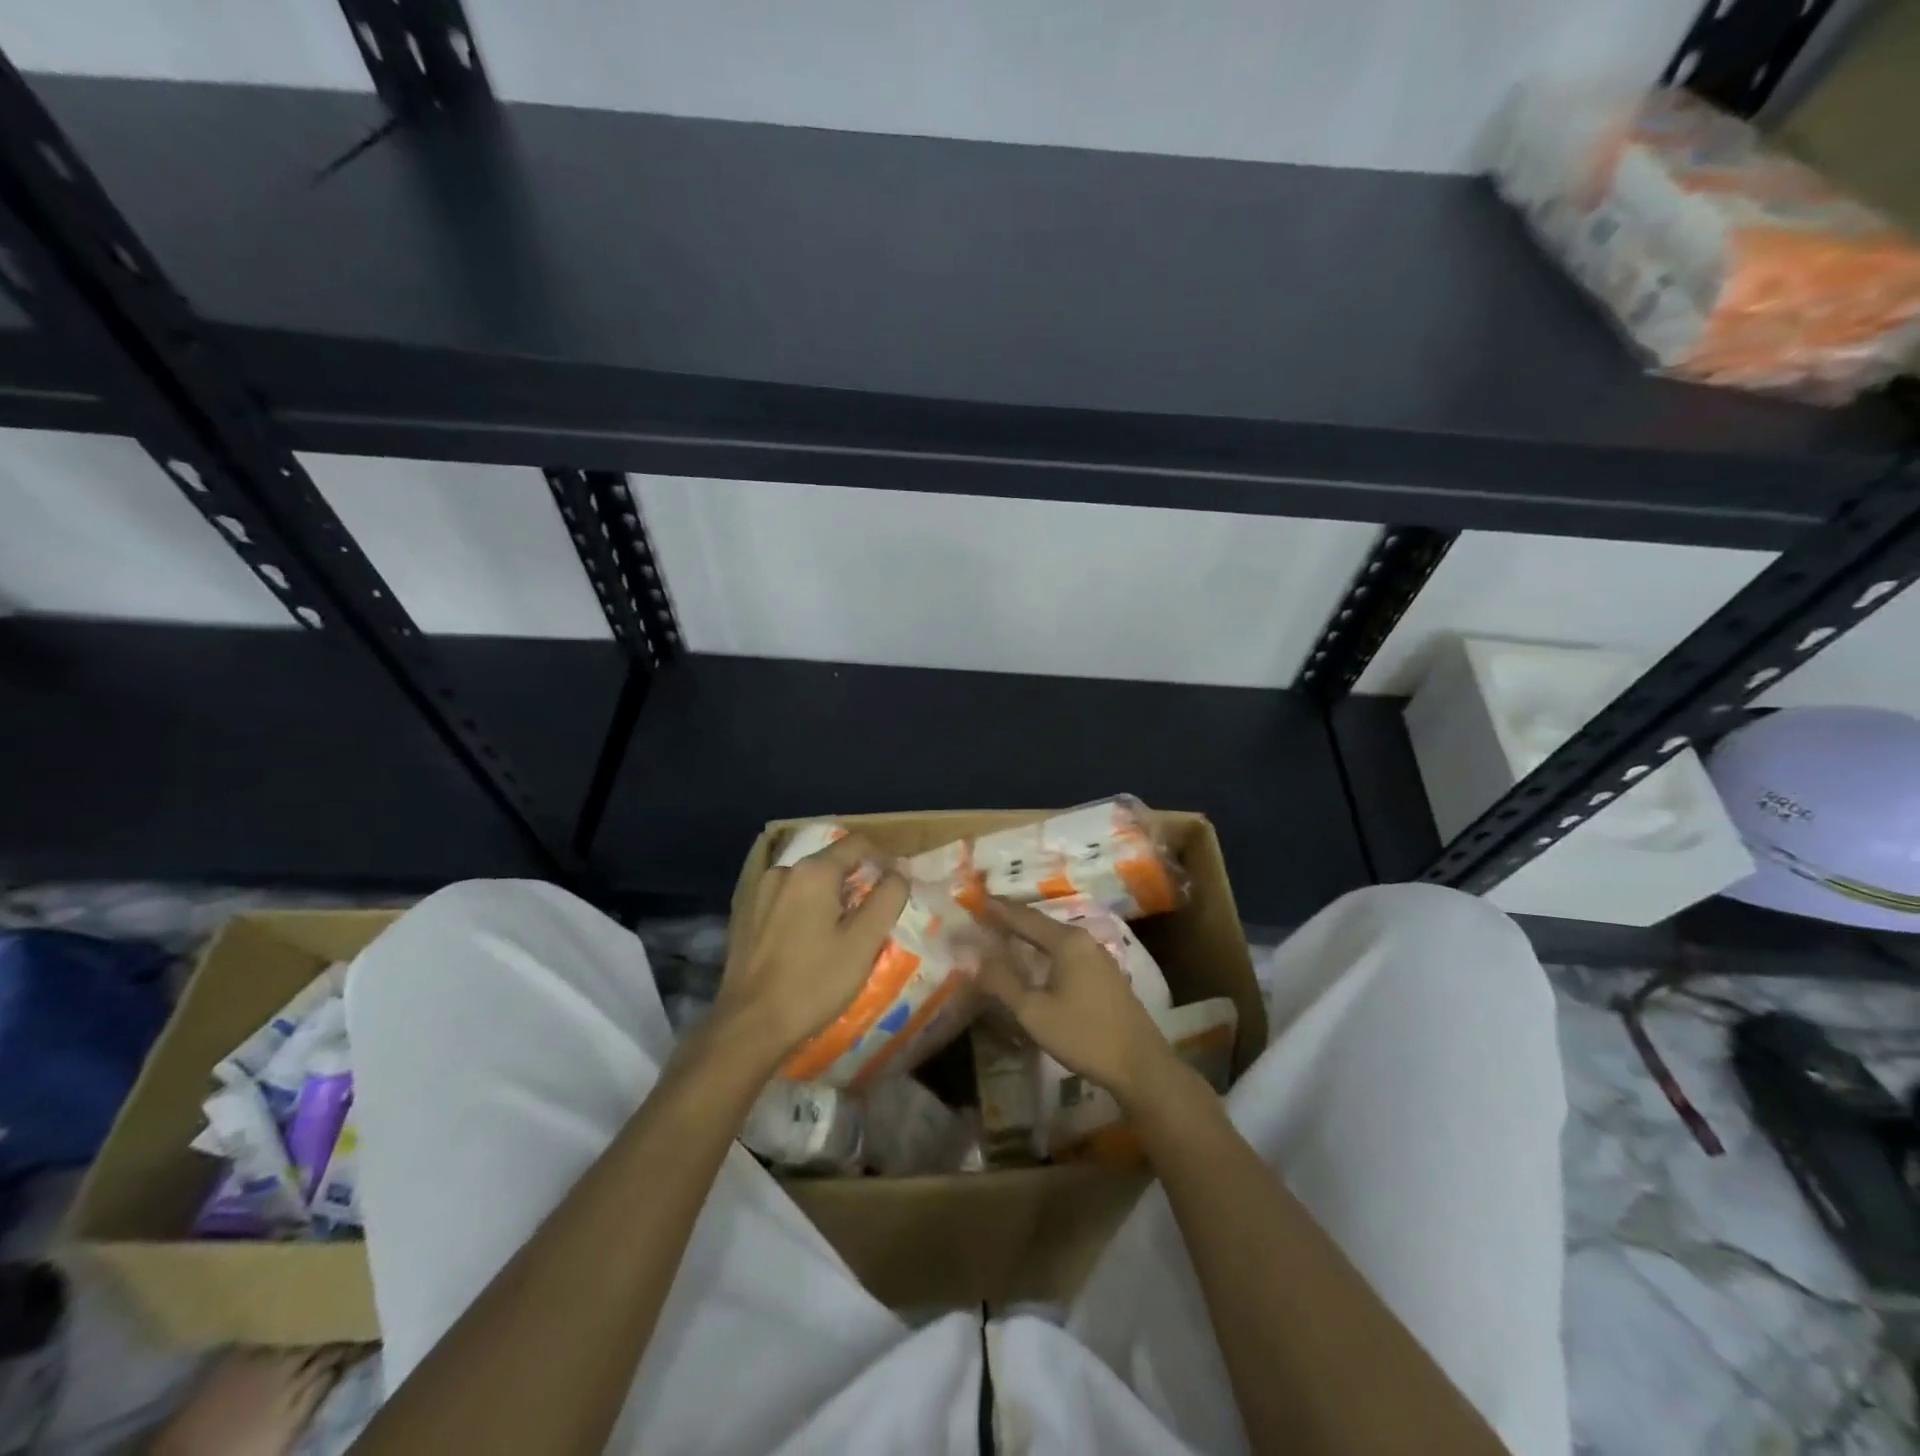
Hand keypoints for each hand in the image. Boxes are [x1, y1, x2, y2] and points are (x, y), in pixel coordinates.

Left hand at [713, 833, 909, 1068]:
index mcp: (813, 871)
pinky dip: (804, 910)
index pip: (858, 844)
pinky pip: (785, 900)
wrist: (750, 1025)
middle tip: (871, 918)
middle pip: (831, 862)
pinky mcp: (745, 916)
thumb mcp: (864, 941)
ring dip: (828, 898)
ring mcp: (758, 892)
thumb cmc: (814, 982)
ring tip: (840, 933)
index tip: (895, 889)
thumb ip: (888, 897)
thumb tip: (900, 871)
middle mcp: (783, 871)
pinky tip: (807, 944)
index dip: (883, 860)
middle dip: (856, 882)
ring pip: (807, 883)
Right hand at [976, 897, 1178, 1109]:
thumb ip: (1003, 983)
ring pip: (1056, 938)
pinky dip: (1046, 949)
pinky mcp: (1106, 974)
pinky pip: (1067, 952)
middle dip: (1013, 919)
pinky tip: (1037, 960)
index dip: (998, 909)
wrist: (1140, 1065)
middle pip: (1041, 923)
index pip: (1024, 917)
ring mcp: (1099, 956)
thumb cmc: (1083, 1035)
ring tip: (1005, 934)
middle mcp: (1084, 940)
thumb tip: (977, 960)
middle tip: (986, 915)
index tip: (976, 899)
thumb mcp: (1034, 1012)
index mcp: (1066, 941)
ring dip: (1030, 935)